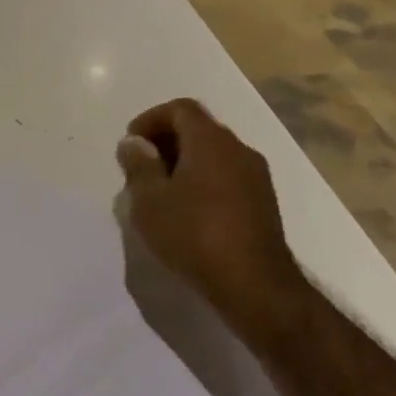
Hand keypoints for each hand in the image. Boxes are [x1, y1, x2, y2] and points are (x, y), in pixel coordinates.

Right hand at [116, 99, 308, 332]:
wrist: (256, 287)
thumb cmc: (195, 235)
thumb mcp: (151, 201)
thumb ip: (139, 166)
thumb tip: (135, 143)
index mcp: (211, 141)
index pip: (180, 109)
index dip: (151, 119)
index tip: (131, 143)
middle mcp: (238, 149)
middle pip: (198, 129)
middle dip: (166, 141)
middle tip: (141, 168)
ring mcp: (256, 176)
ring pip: (214, 154)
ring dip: (184, 163)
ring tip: (160, 192)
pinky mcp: (263, 203)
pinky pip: (226, 176)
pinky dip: (203, 180)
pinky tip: (187, 211)